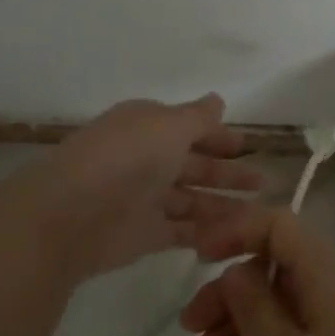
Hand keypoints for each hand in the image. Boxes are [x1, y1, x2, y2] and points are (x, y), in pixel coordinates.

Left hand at [20, 95, 255, 283]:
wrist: (71, 215)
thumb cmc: (126, 157)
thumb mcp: (169, 125)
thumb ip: (198, 117)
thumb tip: (218, 100)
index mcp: (148, 126)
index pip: (189, 128)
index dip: (218, 136)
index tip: (248, 144)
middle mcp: (146, 159)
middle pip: (193, 165)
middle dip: (226, 172)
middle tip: (263, 181)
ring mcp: (145, 199)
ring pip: (192, 199)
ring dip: (222, 203)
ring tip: (258, 212)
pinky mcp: (144, 235)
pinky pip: (182, 230)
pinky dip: (207, 231)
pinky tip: (235, 234)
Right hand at [179, 202, 334, 335]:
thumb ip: (251, 301)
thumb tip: (239, 271)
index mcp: (333, 273)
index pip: (278, 224)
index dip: (234, 230)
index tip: (194, 257)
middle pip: (278, 265)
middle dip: (230, 290)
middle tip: (190, 329)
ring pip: (285, 302)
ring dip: (241, 322)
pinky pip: (300, 332)